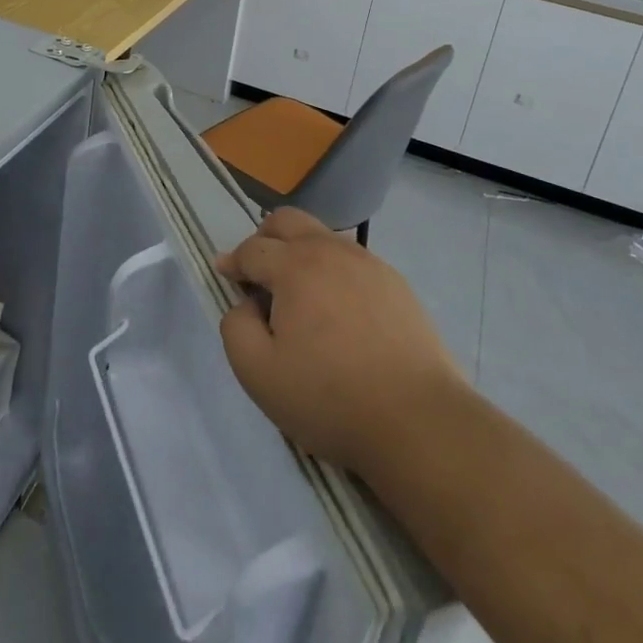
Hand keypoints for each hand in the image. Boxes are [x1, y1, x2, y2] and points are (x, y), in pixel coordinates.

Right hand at [216, 207, 464, 477]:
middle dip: (265, 238)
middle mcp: (331, 251)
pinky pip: (353, 261)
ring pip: (323, 237)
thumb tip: (246, 305)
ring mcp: (368, 263)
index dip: (233, 261)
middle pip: (288, 221)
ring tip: (298, 292)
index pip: (252, 249)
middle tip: (257, 271)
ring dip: (300, 252)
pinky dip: (333, 271)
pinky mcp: (396, 284)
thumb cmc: (330, 398)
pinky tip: (339, 309)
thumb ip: (236, 328)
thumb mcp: (259, 374)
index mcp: (295, 266)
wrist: (418, 421)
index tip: (224, 274)